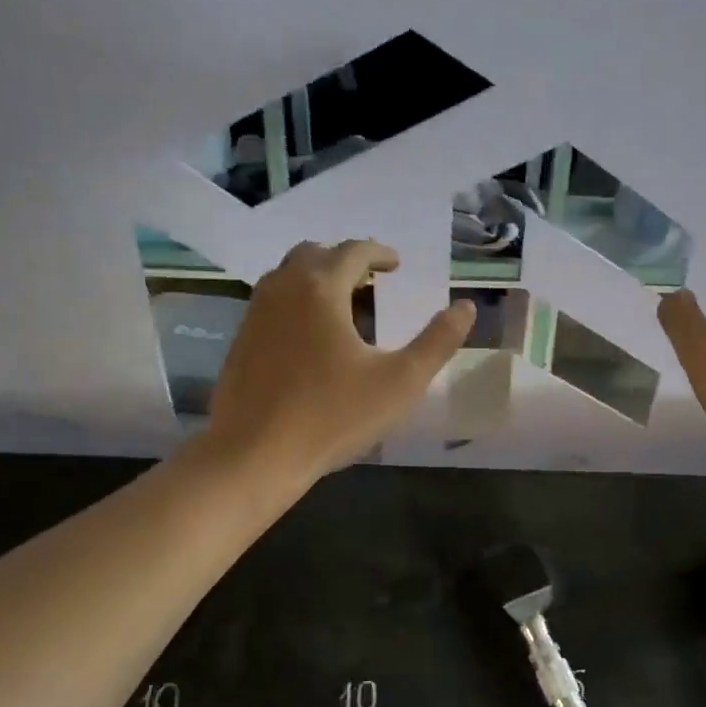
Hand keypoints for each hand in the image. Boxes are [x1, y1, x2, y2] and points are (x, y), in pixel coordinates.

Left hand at [204, 240, 473, 483]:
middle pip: (314, 254)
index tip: (397, 265)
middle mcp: (282, 289)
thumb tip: (465, 307)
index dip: (380, 254)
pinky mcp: (240, 341)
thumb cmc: (333, 416)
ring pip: (287, 276)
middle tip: (370, 280)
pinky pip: (271, 302)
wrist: (254, 455)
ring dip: (317, 277)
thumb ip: (437, 341)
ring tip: (342, 303)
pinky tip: (310, 335)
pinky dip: (295, 301)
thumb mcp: (401, 382)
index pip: (353, 251)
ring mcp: (254, 314)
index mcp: (321, 289)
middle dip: (346, 260)